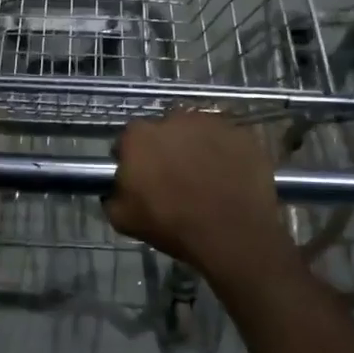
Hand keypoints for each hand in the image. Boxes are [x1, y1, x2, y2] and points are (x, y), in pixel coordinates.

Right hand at [103, 111, 289, 276]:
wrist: (232, 234)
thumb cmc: (173, 225)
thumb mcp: (124, 220)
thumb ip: (112, 196)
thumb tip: (115, 189)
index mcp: (140, 136)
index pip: (128, 140)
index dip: (134, 159)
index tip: (141, 178)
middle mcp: (173, 118)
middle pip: (164, 131)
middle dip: (166, 149)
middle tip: (175, 178)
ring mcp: (211, 122)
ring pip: (197, 131)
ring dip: (196, 147)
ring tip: (206, 176)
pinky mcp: (241, 132)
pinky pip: (227, 139)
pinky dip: (226, 152)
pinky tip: (230, 175)